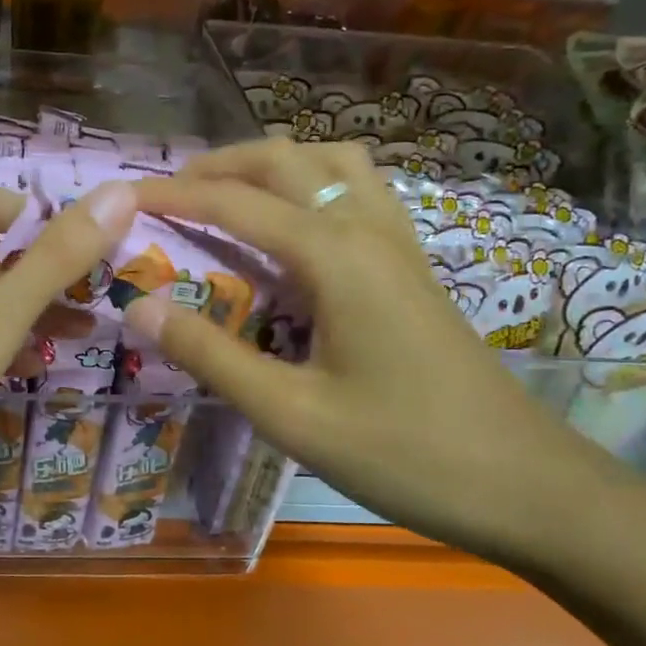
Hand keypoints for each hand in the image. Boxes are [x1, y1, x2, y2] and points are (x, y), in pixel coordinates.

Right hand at [125, 140, 645, 566]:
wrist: (525, 484)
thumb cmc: (403, 453)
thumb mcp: (291, 415)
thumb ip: (210, 355)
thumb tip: (138, 306)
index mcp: (334, 256)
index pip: (235, 204)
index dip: (172, 195)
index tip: (120, 195)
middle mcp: (367, 229)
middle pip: (286, 160)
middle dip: (220, 165)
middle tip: (168, 193)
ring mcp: (399, 243)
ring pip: (332, 163)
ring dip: (273, 164)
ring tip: (229, 196)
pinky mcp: (413, 267)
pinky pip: (358, 192)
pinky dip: (313, 184)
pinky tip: (295, 228)